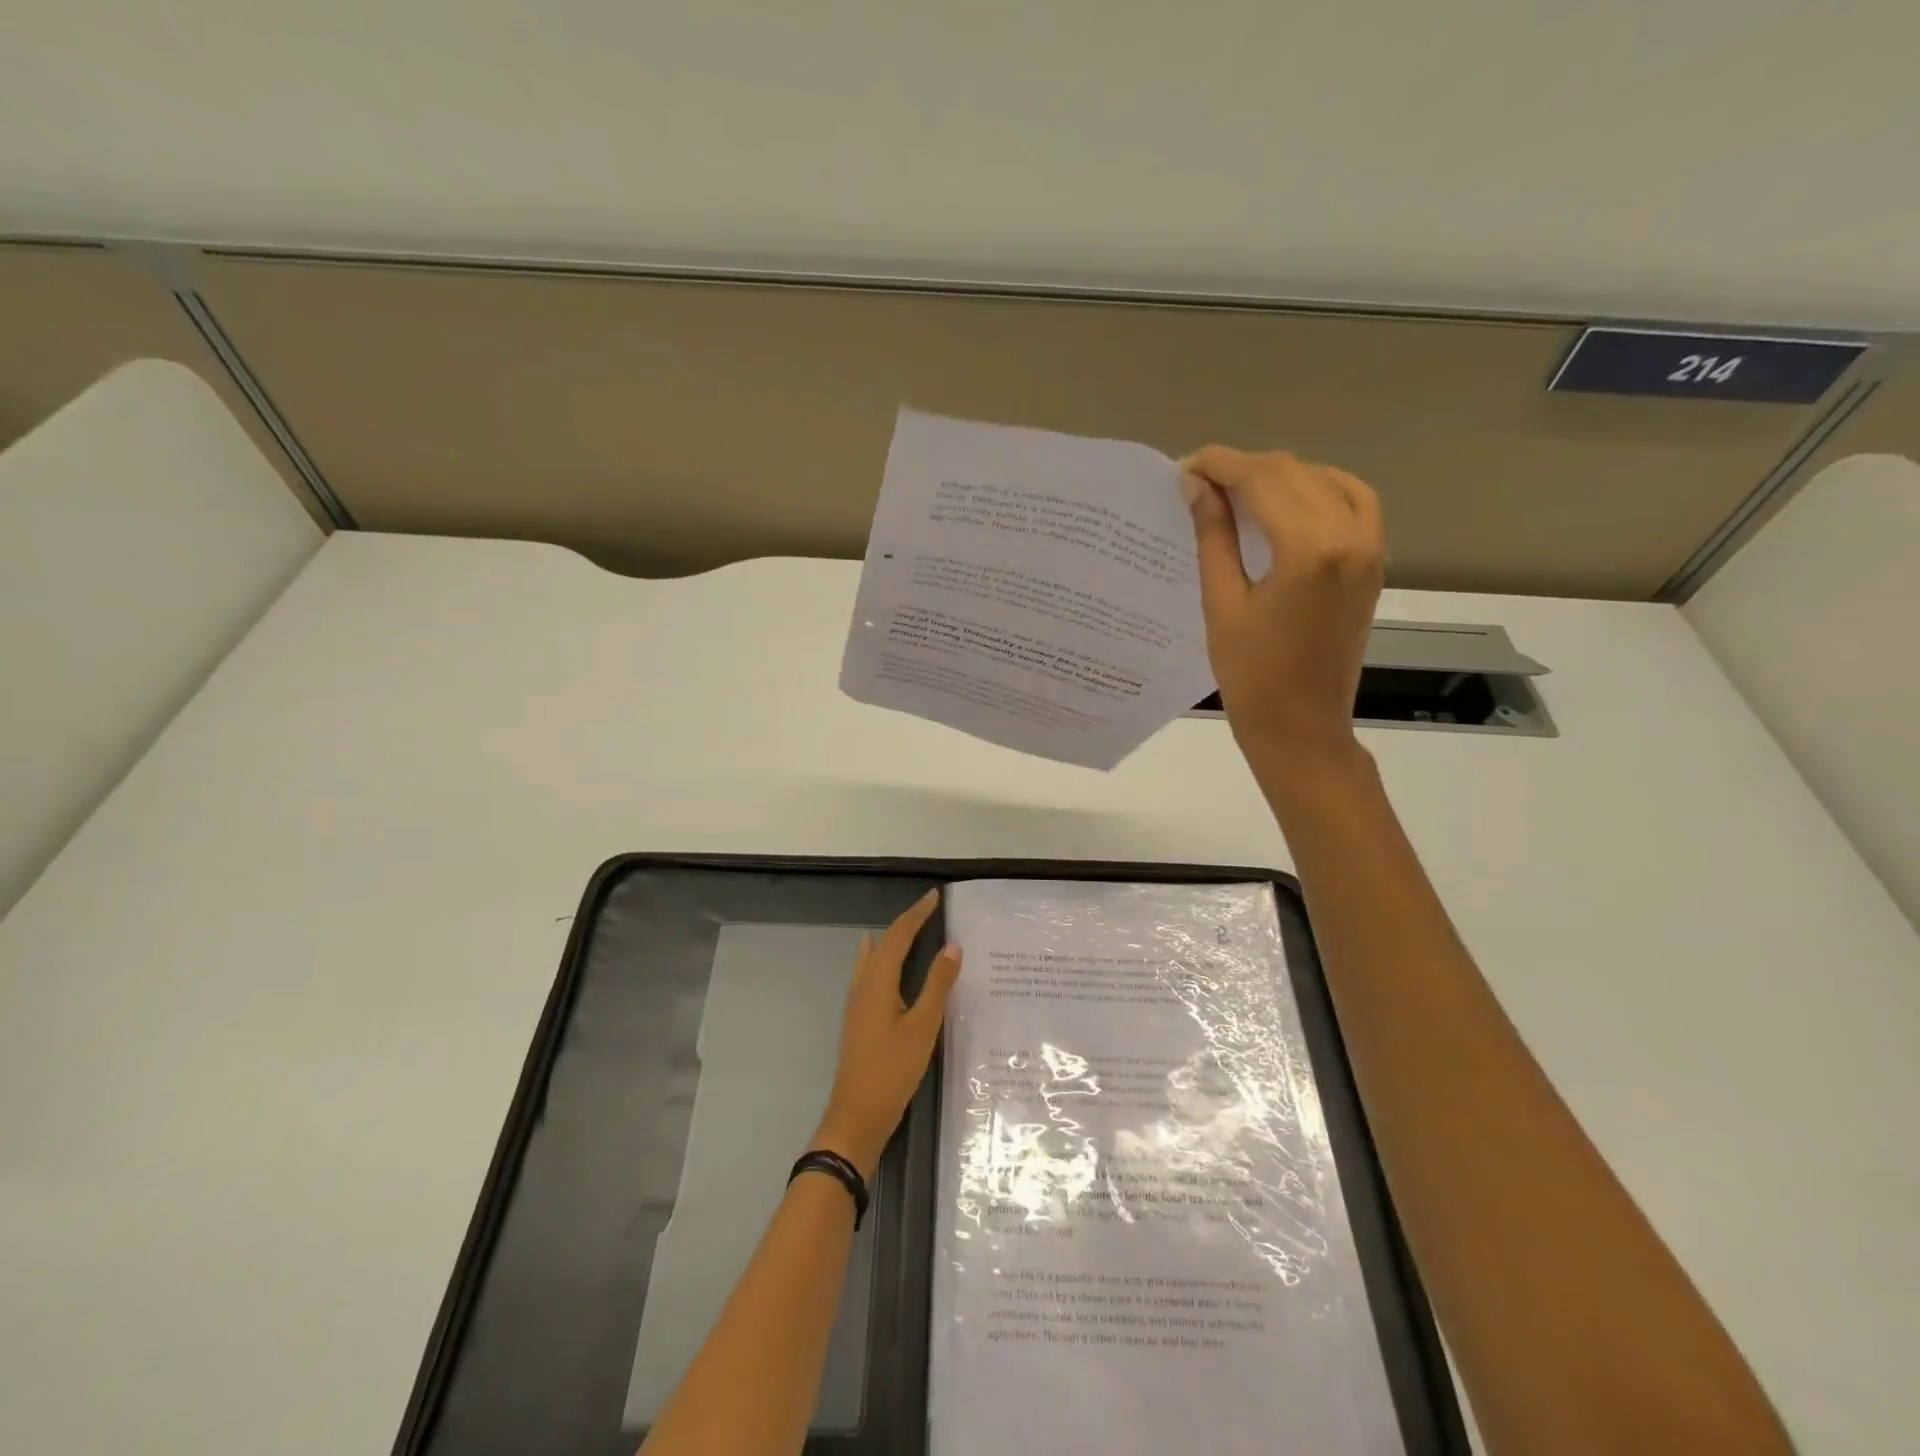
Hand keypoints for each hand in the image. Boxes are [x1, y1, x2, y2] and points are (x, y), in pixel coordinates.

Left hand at [812, 890, 961, 1179]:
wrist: (857, 1115)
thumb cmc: (893, 1069)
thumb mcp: (923, 1026)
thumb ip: (937, 985)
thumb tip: (952, 946)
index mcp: (878, 982)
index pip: (899, 936)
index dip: (916, 915)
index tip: (934, 896)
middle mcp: (863, 985)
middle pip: (885, 943)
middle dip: (906, 923)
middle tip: (929, 908)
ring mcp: (857, 1002)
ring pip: (875, 957)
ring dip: (893, 939)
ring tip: (910, 926)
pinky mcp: (859, 1017)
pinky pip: (869, 972)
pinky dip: (880, 957)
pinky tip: (880, 962)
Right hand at [1181, 447, 1385, 769]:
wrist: (1302, 726)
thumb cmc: (1251, 676)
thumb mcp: (1222, 603)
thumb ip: (1214, 536)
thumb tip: (1197, 484)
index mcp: (1308, 549)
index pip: (1261, 480)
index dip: (1220, 465)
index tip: (1185, 466)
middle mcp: (1350, 535)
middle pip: (1293, 473)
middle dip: (1244, 468)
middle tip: (1200, 482)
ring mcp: (1370, 547)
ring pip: (1324, 480)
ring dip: (1280, 476)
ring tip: (1238, 490)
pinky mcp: (1375, 561)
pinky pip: (1354, 501)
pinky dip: (1320, 488)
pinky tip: (1289, 500)